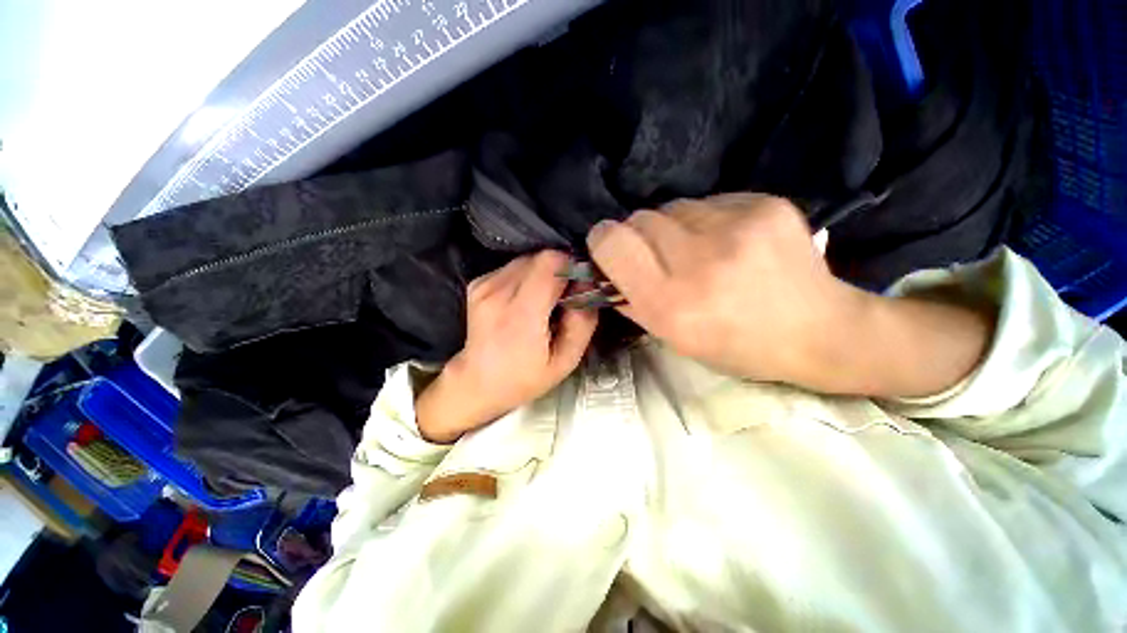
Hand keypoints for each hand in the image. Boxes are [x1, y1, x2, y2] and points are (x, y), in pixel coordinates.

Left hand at [417, 251, 597, 442]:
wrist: (477, 381)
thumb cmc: (525, 377)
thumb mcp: (566, 360)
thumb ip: (583, 321)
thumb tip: (587, 285)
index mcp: (521, 314)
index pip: (551, 262)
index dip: (571, 268)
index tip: (578, 287)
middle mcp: (498, 292)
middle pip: (541, 257)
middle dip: (560, 271)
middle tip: (564, 297)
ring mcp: (484, 285)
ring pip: (528, 259)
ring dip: (544, 274)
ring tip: (543, 301)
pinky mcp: (478, 282)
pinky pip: (513, 267)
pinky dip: (527, 277)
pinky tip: (525, 300)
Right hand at [587, 194, 990, 395]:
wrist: (818, 331)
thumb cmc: (736, 345)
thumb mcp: (673, 338)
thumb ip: (631, 301)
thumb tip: (607, 270)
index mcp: (670, 303)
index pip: (612, 242)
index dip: (603, 240)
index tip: (610, 247)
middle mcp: (698, 262)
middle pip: (640, 219)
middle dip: (640, 236)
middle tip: (661, 256)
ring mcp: (735, 228)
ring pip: (672, 206)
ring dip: (674, 227)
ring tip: (700, 250)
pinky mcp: (763, 205)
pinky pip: (709, 201)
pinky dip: (707, 220)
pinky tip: (729, 242)